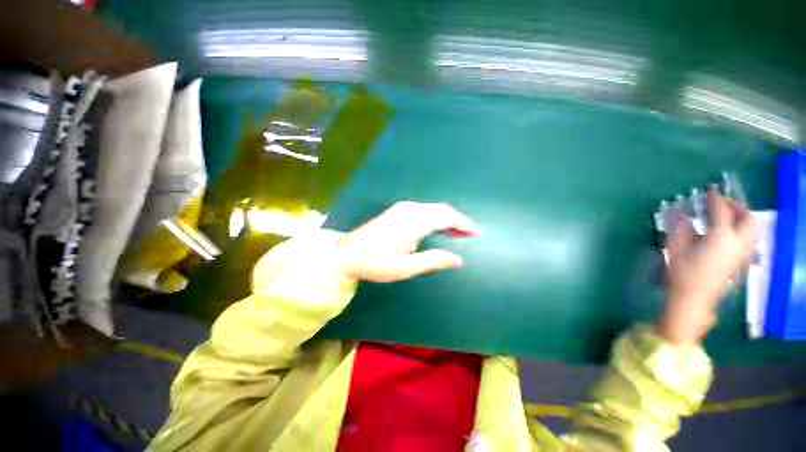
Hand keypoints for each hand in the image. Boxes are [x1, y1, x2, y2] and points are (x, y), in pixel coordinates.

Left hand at [335, 201, 480, 282]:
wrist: (346, 253)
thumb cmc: (376, 263)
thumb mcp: (406, 268)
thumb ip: (433, 261)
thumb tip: (458, 259)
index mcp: (413, 222)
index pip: (446, 216)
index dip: (463, 224)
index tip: (476, 234)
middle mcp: (410, 210)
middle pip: (441, 210)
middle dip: (457, 221)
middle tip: (469, 236)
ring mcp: (402, 208)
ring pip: (433, 209)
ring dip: (447, 219)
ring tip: (457, 234)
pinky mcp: (397, 211)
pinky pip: (423, 210)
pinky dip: (435, 218)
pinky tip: (437, 228)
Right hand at [657, 190, 756, 345]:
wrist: (695, 298)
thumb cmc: (683, 274)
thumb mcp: (676, 249)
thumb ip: (681, 230)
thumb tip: (684, 215)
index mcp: (721, 237)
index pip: (722, 211)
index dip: (716, 199)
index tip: (710, 191)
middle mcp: (738, 243)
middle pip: (747, 218)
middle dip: (737, 206)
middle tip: (723, 202)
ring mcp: (742, 252)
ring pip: (752, 228)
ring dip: (743, 217)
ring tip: (729, 215)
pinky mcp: (742, 260)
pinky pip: (749, 238)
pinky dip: (743, 229)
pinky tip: (730, 232)